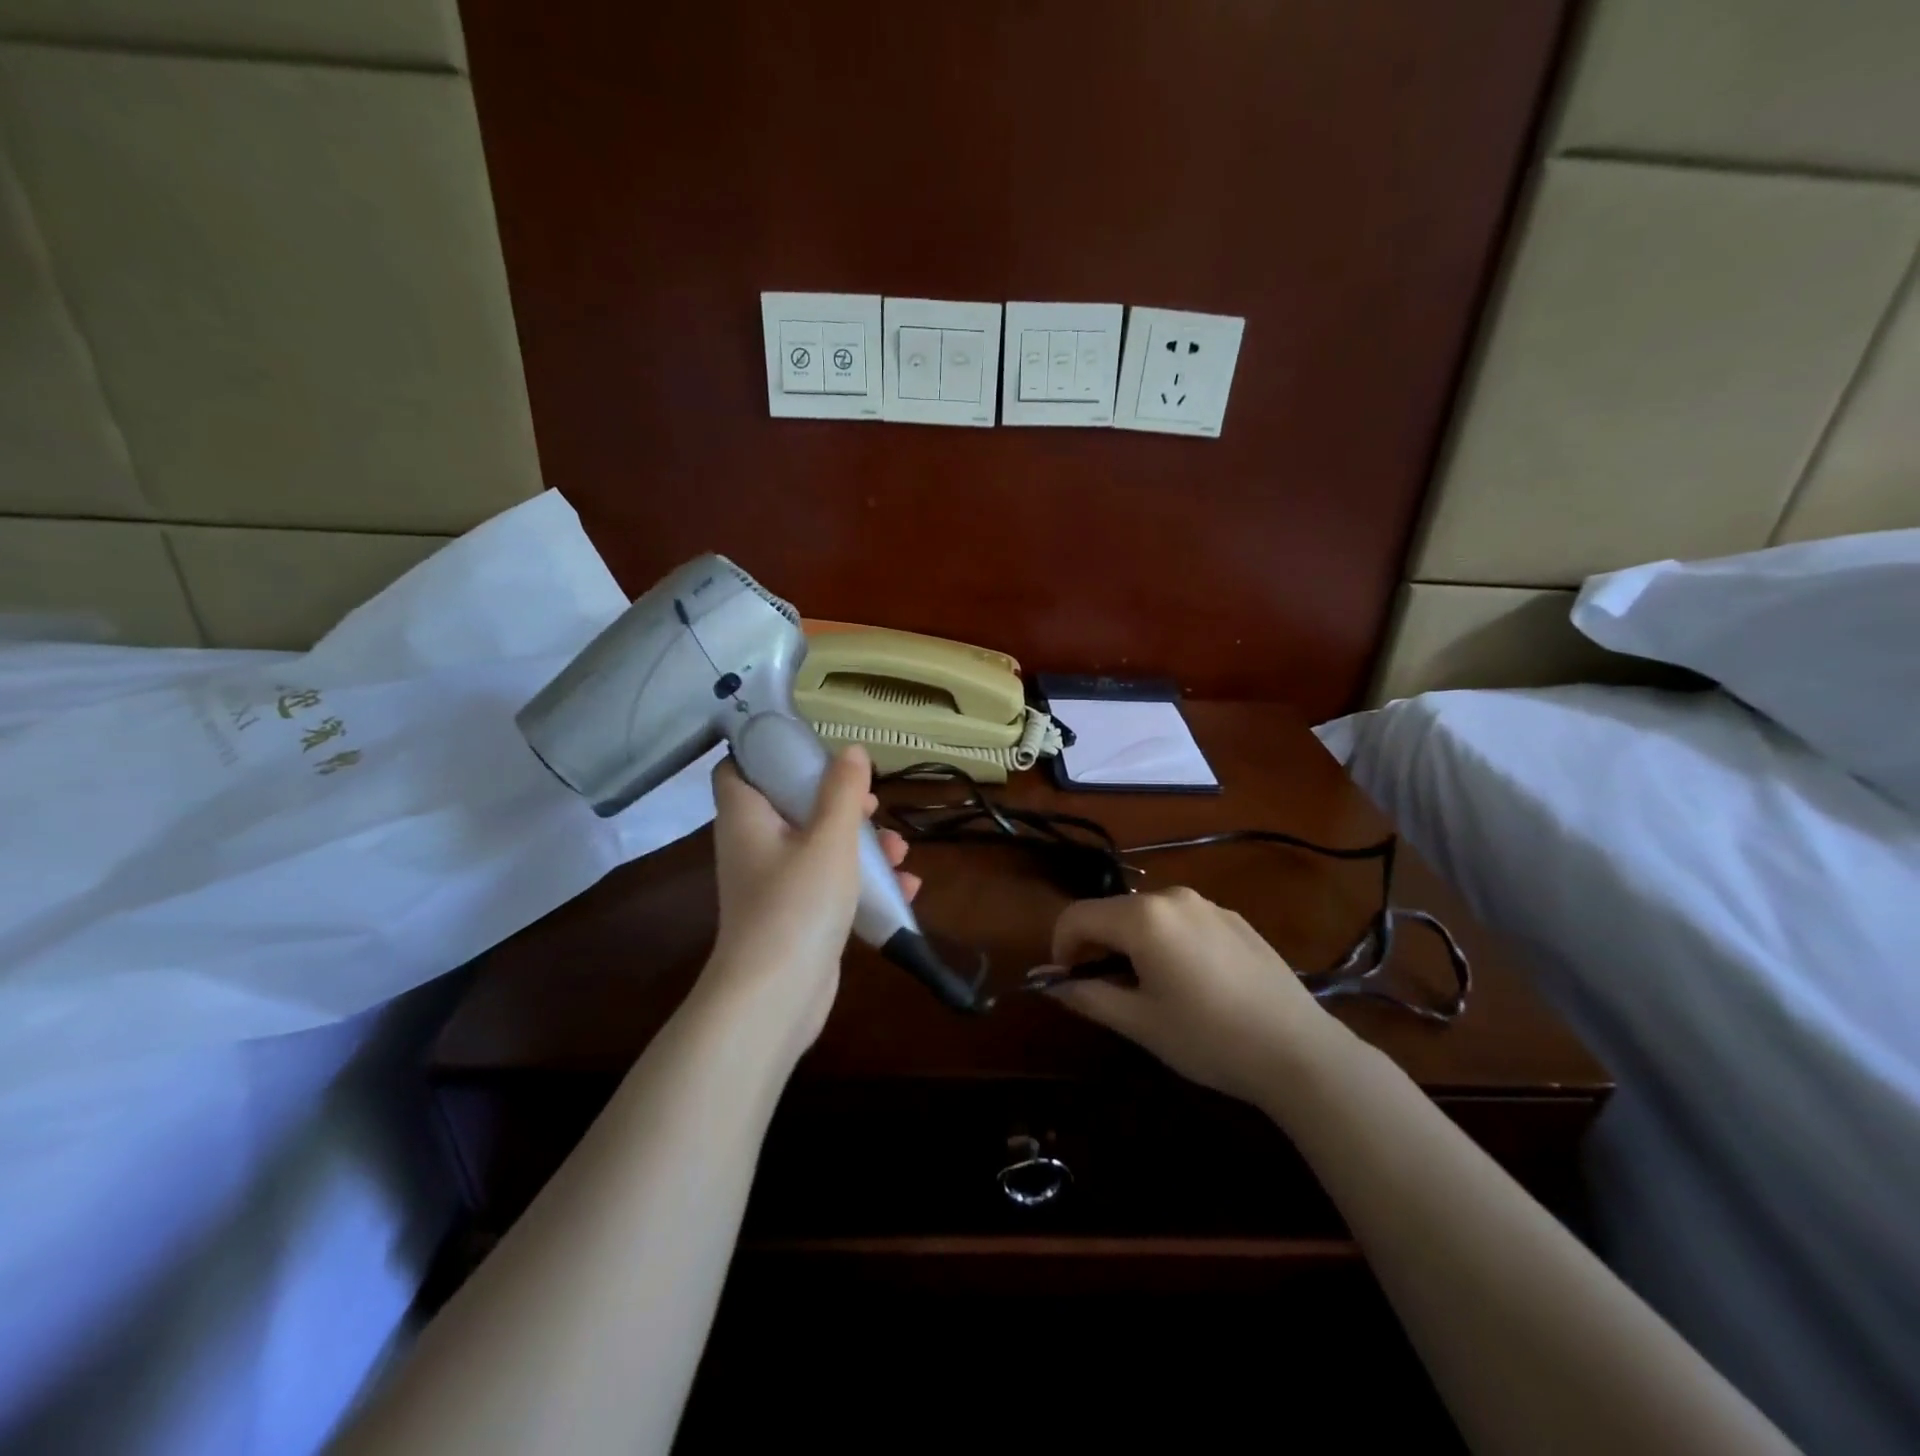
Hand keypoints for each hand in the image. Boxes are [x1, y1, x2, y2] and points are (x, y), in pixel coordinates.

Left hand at [699, 746, 917, 1062]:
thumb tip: (850, 750)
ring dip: (862, 844)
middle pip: (792, 806)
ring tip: (901, 850)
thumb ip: (842, 792)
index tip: (812, 751)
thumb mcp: (829, 839)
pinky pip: (830, 885)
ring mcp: (774, 885)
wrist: (775, 999)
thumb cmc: (797, 904)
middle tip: (872, 804)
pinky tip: (905, 888)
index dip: (769, 753)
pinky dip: (862, 883)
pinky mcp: (796, 917)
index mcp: (747, 819)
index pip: (738, 769)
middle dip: (839, 803)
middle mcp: (754, 847)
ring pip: (818, 847)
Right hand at [1036, 887, 1342, 1107]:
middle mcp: (1172, 897)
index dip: (1061, 948)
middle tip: (1106, 990)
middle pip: (1112, 911)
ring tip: (1150, 988)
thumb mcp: (1140, 1023)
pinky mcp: (1233, 918)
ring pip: (1147, 915)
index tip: (1068, 982)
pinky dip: (1166, 941)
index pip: (1077, 916)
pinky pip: (1181, 920)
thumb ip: (1088, 996)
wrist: (1299, 1050)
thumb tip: (1052, 984)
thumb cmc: (1209, 1038)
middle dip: (1096, 945)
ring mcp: (1207, 904)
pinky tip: (1192, 982)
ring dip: (1131, 943)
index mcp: (1142, 918)